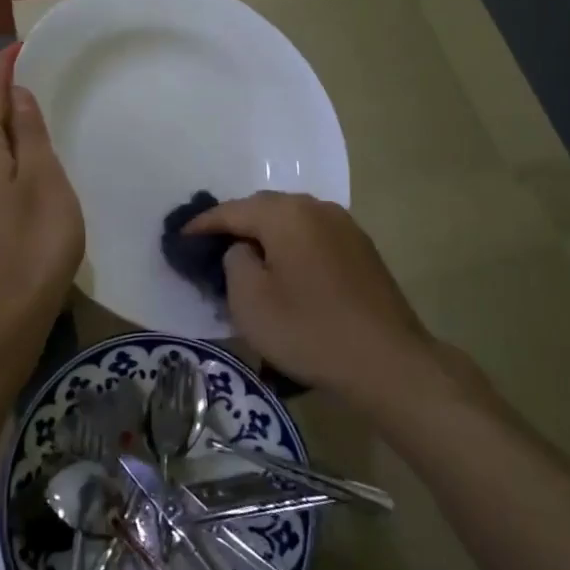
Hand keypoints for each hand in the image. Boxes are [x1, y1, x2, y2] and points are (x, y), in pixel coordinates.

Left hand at [0, 44, 83, 326]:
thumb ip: (29, 133)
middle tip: (31, 76)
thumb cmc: (36, 238)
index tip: (18, 48)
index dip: (2, 71)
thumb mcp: (43, 177)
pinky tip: (28, 163)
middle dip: (2, 96)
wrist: (10, 310)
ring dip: (6, 126)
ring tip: (34, 114)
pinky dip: (9, 154)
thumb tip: (15, 95)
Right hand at [186, 192, 476, 403]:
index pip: (231, 210)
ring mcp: (343, 225)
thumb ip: (233, 261)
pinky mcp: (361, 248)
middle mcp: (315, 207)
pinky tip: (287, 271)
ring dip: (266, 236)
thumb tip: (242, 249)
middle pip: (263, 208)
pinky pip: (313, 236)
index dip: (202, 224)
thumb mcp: (250, 300)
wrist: (388, 362)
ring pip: (290, 221)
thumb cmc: (309, 330)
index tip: (180, 239)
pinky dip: (292, 246)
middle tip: (212, 250)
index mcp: (285, 214)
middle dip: (235, 225)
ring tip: (248, 261)